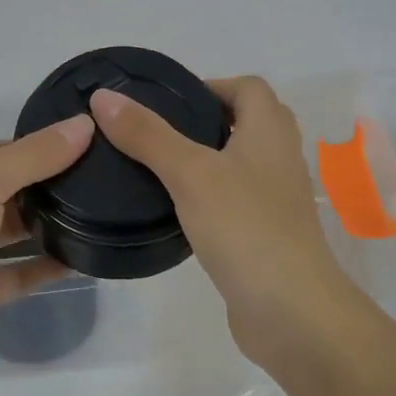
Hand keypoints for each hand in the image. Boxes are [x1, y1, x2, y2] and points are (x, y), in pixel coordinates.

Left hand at [0, 115, 95, 387]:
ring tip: (98, 210)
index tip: (78, 144)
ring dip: (46, 223)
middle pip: (0, 187)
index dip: (29, 145)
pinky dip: (46, 265)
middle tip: (97, 177)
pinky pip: (17, 272)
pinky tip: (84, 256)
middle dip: (42, 184)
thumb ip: (35, 154)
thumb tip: (84, 124)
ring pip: (8, 230)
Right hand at [89, 77, 359, 368]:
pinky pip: (235, 202)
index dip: (211, 85)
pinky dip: (209, 197)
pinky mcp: (265, 236)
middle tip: (156, 133)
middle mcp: (279, 159)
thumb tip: (104, 97)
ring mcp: (276, 201)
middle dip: (204, 121)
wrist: (291, 311)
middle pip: (247, 122)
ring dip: (205, 160)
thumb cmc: (245, 229)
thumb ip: (147, 135)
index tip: (167, 101)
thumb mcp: (190, 173)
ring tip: (157, 168)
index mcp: (270, 132)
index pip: (248, 87)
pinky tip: (176, 212)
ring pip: (239, 164)